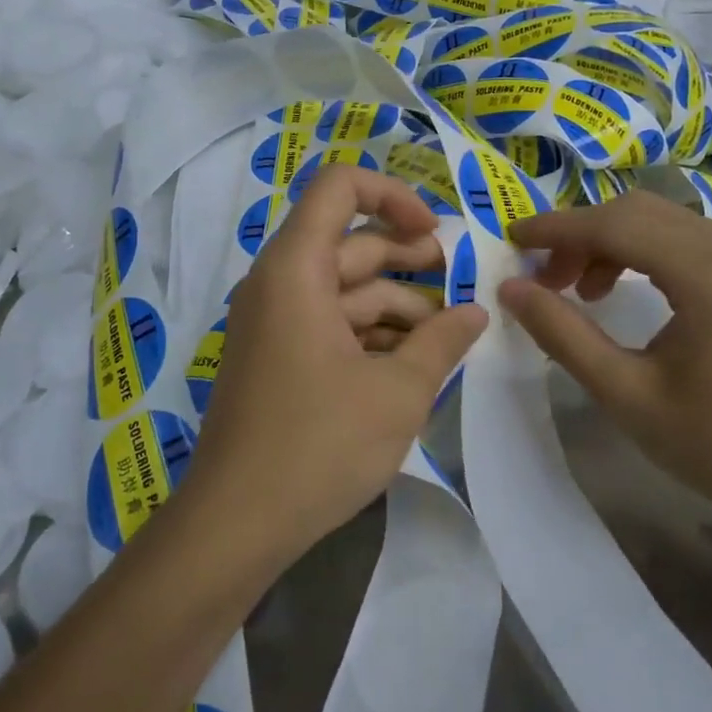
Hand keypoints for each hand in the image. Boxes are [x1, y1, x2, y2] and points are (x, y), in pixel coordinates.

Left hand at [186, 167, 487, 569]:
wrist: (235, 525)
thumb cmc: (319, 445)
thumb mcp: (398, 392)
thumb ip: (442, 341)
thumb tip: (475, 313)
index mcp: (296, 269)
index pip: (339, 187)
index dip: (393, 195)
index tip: (435, 235)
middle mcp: (278, 283)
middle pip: (350, 242)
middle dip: (410, 258)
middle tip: (461, 281)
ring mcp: (274, 322)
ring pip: (345, 289)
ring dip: (397, 303)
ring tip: (448, 333)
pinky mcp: (277, 357)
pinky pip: (329, 323)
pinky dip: (371, 332)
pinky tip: (412, 361)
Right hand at [499, 191, 711, 527]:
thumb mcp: (627, 393)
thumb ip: (563, 334)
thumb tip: (511, 289)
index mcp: (706, 268)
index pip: (613, 223)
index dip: (555, 228)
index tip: (511, 240)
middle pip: (636, 211)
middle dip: (580, 235)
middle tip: (542, 278)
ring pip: (660, 222)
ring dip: (609, 243)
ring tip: (578, 291)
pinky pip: (684, 242)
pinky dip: (641, 254)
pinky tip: (622, 293)